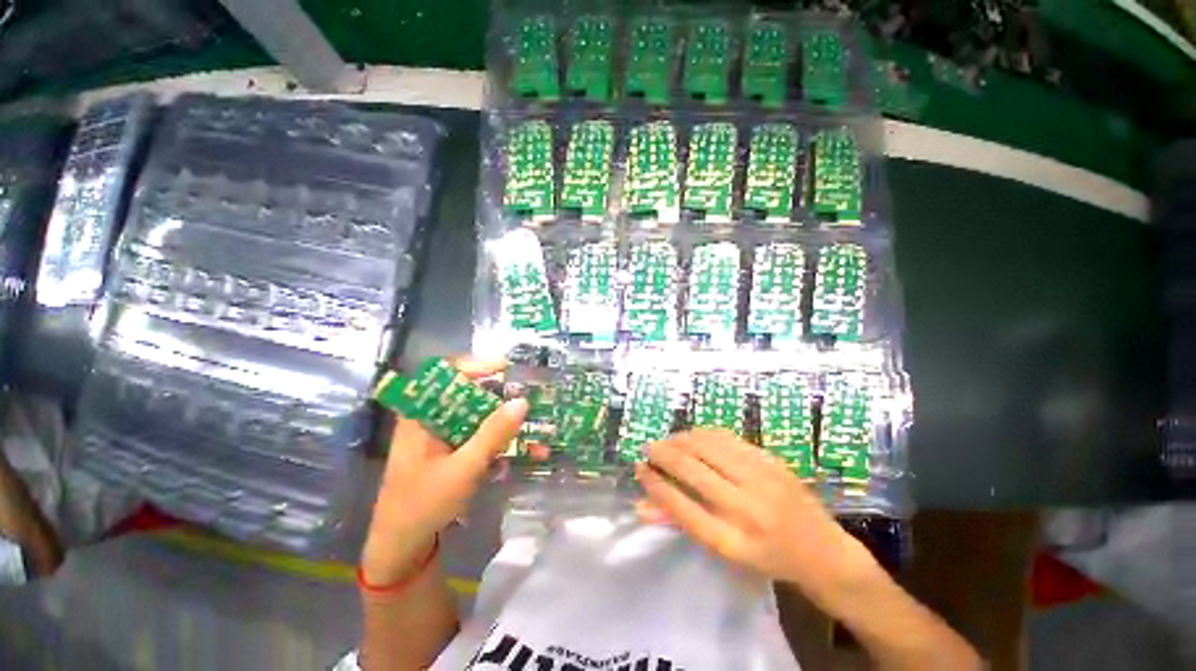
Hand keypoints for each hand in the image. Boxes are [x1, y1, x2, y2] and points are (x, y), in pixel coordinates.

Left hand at [362, 358, 527, 584]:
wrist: (401, 548)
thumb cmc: (423, 504)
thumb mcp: (463, 468)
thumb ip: (493, 433)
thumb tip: (522, 401)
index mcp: (422, 415)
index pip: (447, 374)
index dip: (477, 365)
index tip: (507, 368)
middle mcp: (432, 419)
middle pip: (469, 393)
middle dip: (501, 396)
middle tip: (527, 399)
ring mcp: (443, 436)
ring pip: (479, 416)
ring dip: (506, 422)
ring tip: (533, 430)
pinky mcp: (453, 451)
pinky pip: (481, 437)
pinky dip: (501, 441)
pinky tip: (522, 453)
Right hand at [635, 429, 874, 595]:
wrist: (822, 551)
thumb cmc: (766, 558)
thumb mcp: (723, 550)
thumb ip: (680, 524)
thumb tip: (640, 506)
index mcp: (731, 541)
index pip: (679, 506)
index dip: (654, 483)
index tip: (639, 469)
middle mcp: (745, 508)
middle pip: (690, 469)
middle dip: (662, 454)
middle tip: (648, 449)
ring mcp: (760, 480)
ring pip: (706, 446)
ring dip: (679, 440)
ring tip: (667, 442)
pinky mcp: (770, 460)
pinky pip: (726, 438)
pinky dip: (702, 434)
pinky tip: (692, 436)